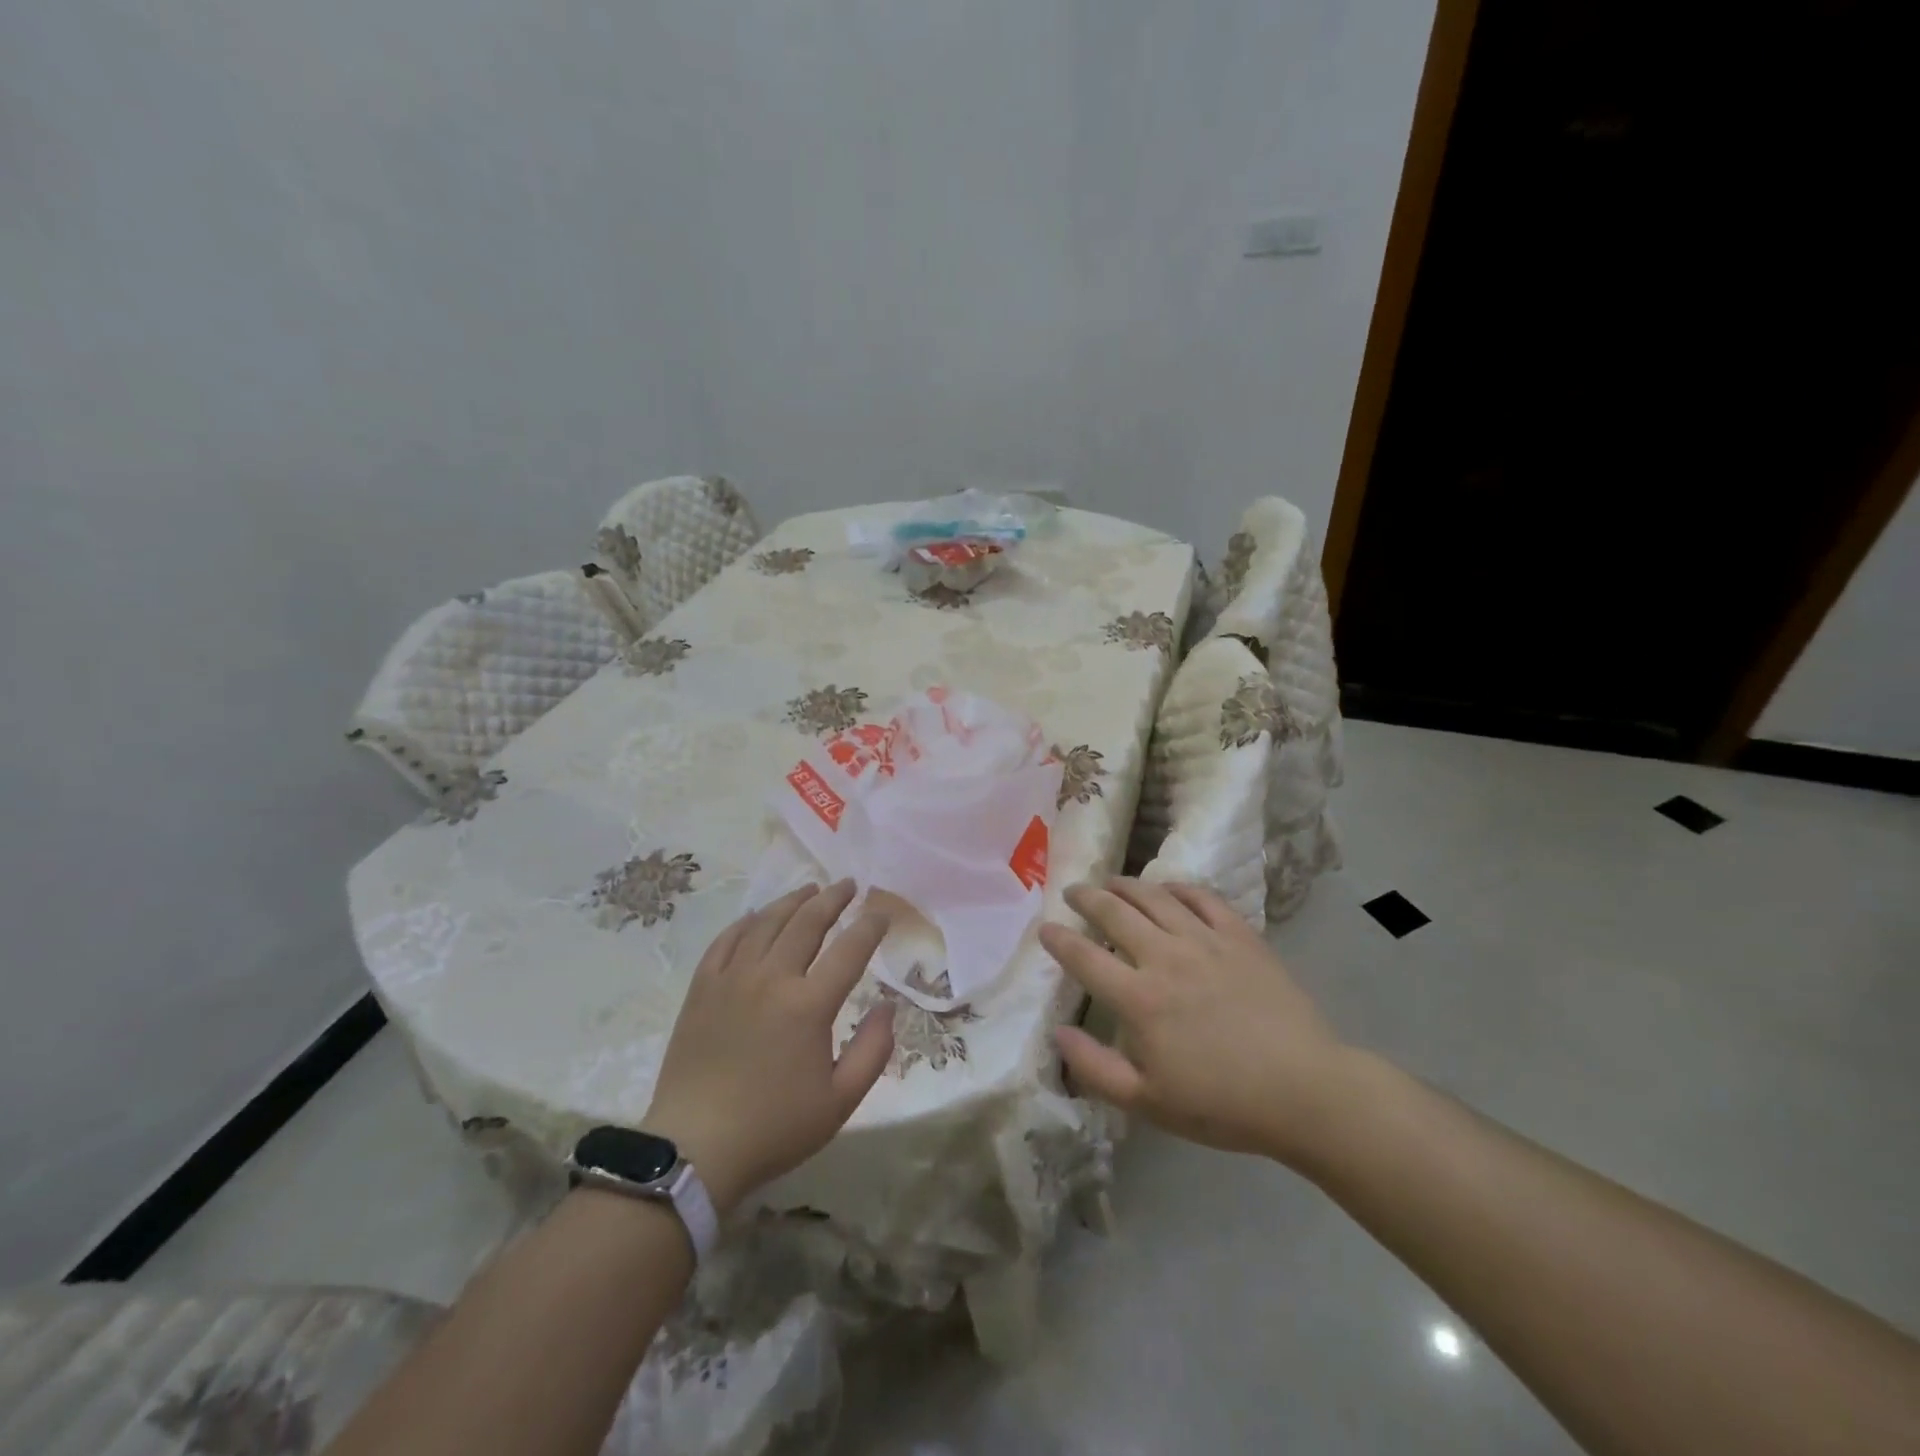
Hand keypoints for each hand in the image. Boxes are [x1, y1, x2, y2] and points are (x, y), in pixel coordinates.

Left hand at [642, 880, 894, 1215]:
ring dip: (792, 901)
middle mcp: (772, 978)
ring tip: (809, 889)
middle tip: (848, 885)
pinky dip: (746, 922)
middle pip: (807, 922)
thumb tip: (888, 1007)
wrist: (695, 1149)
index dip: (870, 926)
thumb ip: (873, 1050)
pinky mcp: (702, 988)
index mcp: (809, 1005)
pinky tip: (757, 916)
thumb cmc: (774, 1127)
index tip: (882, 912)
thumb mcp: (840, 1101)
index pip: (850, 950)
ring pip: (766, 923)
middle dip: (832, 899)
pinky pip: (726, 940)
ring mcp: (732, 979)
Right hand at [1041, 878, 1353, 1166]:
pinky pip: (1202, 898)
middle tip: (1073, 892)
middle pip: (1114, 913)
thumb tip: (1058, 1033)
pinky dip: (1177, 888)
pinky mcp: (1240, 936)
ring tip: (1111, 882)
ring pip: (1154, 898)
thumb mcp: (1148, 1102)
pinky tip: (1167, 890)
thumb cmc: (1222, 1103)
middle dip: (1087, 898)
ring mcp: (1205, 941)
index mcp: (1139, 999)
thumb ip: (1095, 1068)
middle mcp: (1166, 958)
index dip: (1059, 939)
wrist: (1305, 1091)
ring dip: (1126, 885)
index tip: (1045, 928)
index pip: (1084, 957)